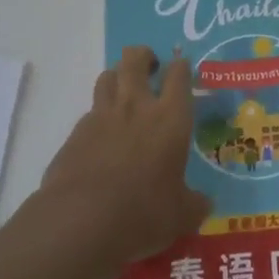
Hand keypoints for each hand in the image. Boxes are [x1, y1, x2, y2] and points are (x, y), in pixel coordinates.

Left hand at [34, 47, 209, 278]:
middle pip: (135, 60)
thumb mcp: (181, 216)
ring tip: (124, 93)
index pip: (179, 75)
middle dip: (144, 56)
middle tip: (151, 68)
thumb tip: (203, 204)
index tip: (182, 68)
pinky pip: (89, 112)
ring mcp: (101, 117)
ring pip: (107, 77)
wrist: (80, 222)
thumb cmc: (143, 213)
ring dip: (117, 77)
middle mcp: (136, 107)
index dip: (181, 67)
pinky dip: (98, 116)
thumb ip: (194, 204)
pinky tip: (102, 137)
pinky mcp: (75, 134)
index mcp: (170, 118)